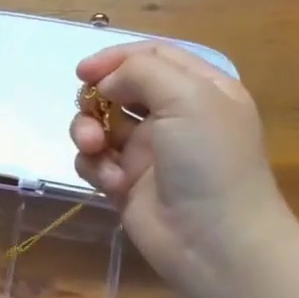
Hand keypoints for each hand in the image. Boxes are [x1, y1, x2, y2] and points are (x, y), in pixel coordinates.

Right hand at [68, 42, 288, 292]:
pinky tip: (112, 184)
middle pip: (119, 89)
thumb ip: (141, 72)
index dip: (115, 58)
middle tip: (89, 111)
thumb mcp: (188, 97)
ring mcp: (148, 152)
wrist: (214, 241)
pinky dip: (96, 167)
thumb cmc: (208, 161)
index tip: (83, 71)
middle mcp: (174, 116)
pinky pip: (95, 162)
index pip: (152, 56)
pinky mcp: (126, 184)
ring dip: (88, 132)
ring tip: (93, 147)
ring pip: (100, 125)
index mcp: (200, 88)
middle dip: (96, 98)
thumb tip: (105, 83)